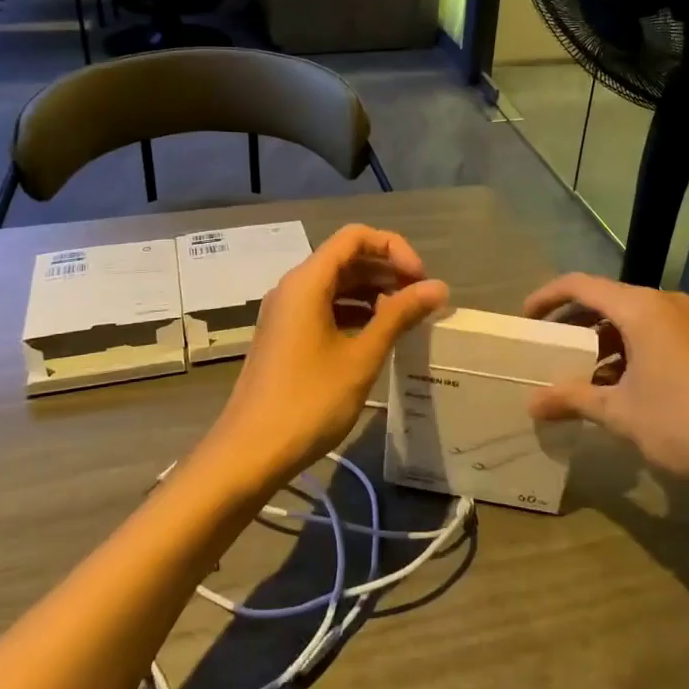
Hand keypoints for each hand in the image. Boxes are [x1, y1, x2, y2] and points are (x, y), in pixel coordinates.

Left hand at [197, 226, 447, 495]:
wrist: (250, 452)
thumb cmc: (309, 401)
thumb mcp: (361, 357)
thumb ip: (399, 316)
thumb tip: (438, 287)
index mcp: (307, 281)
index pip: (355, 237)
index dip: (393, 248)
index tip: (419, 279)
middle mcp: (292, 287)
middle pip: (345, 258)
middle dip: (386, 270)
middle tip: (420, 299)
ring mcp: (285, 312)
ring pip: (335, 284)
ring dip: (372, 292)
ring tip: (405, 318)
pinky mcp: (285, 336)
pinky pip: (324, 307)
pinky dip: (353, 312)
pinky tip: (376, 336)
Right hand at [522, 275, 688, 512]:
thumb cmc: (684, 421)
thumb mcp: (620, 413)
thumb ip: (573, 400)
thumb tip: (531, 404)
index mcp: (640, 308)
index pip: (580, 285)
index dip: (546, 297)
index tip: (524, 319)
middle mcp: (664, 303)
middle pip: (605, 299)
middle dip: (572, 322)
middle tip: (546, 347)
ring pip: (630, 318)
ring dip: (601, 339)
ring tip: (578, 371)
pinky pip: (653, 332)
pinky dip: (627, 348)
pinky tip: (618, 384)